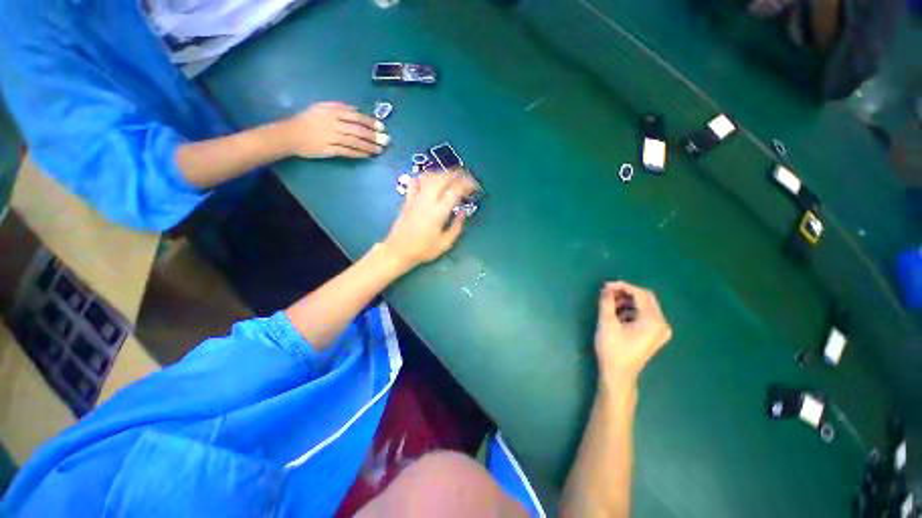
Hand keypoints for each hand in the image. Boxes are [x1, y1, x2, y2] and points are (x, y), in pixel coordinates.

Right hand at [282, 102, 388, 158]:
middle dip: (373, 136)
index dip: (370, 122)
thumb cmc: (309, 120)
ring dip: (369, 146)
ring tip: (380, 150)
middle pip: (357, 130)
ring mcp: (330, 137)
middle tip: (385, 141)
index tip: (382, 127)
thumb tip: (358, 111)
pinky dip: (359, 153)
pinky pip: (347, 152)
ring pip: (354, 141)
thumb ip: (340, 108)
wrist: (291, 134)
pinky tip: (368, 155)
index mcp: (331, 111)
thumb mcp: (322, 108)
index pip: (355, 116)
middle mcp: (332, 123)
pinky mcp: (328, 150)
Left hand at [381, 170, 478, 269]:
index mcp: (438, 212)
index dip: (467, 185)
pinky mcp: (407, 200)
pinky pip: (415, 182)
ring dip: (442, 173)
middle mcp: (427, 201)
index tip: (474, 186)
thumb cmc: (423, 250)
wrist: (398, 251)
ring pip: (429, 177)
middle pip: (442, 179)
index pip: (455, 191)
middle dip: (456, 174)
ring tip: (452, 176)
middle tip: (466, 177)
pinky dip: (424, 177)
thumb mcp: (445, 244)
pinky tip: (430, 178)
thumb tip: (463, 211)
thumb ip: (457, 227)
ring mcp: (415, 198)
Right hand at [594, 281, 671, 384]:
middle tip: (607, 293)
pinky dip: (631, 311)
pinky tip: (617, 315)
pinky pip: (644, 315)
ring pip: (644, 306)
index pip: (640, 294)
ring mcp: (660, 331)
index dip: (622, 286)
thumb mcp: (607, 323)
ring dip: (627, 302)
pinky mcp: (655, 335)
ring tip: (609, 305)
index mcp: (653, 321)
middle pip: (645, 298)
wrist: (618, 375)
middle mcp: (662, 324)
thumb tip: (606, 288)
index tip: (605, 286)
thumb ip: (607, 301)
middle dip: (625, 293)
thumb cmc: (612, 349)